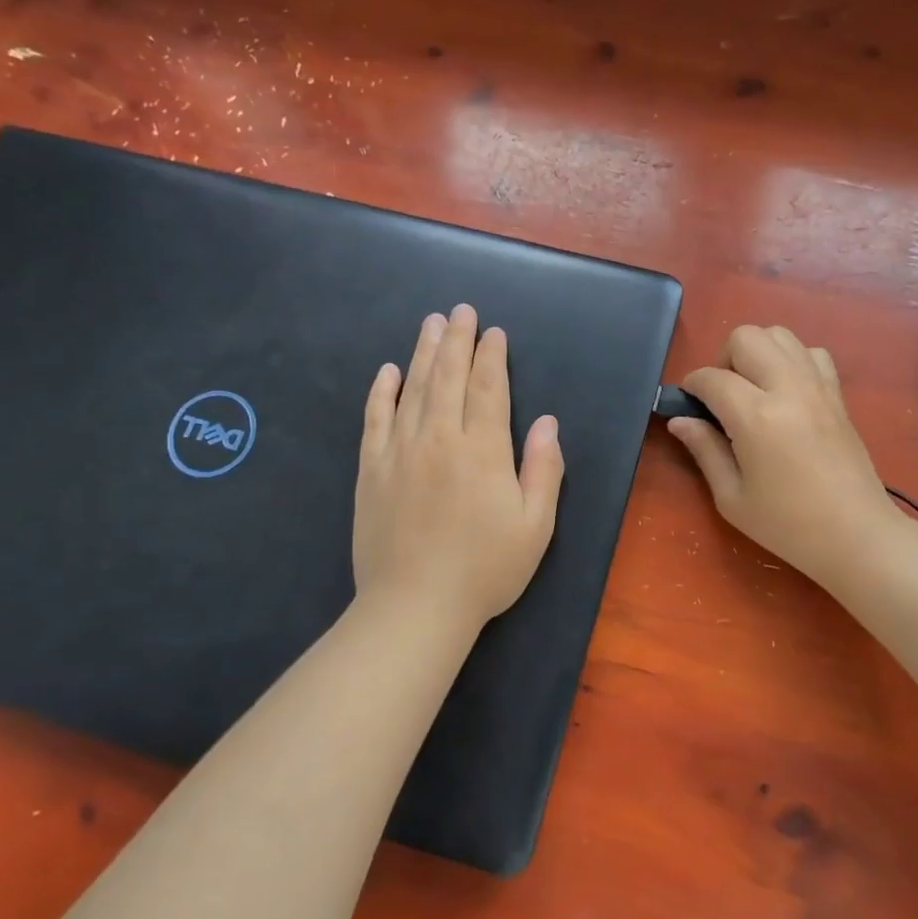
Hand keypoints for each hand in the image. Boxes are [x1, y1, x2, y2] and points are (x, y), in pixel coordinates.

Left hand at [353, 305, 564, 632]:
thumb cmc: (485, 570)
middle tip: (460, 311)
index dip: (491, 357)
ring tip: (430, 323)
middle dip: (456, 340)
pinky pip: (375, 419)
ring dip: (423, 353)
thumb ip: (543, 469)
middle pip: (448, 377)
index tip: (494, 332)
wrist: (414, 608)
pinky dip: (382, 392)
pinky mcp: (372, 471)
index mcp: (483, 451)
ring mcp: (400, 452)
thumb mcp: (535, 526)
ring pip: (413, 389)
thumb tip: (546, 422)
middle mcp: (439, 440)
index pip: (487, 389)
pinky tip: (387, 370)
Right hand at [668, 325, 904, 588]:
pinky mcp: (838, 394)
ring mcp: (817, 386)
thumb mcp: (732, 498)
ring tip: (754, 389)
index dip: (692, 387)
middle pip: (746, 337)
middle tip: (723, 397)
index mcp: (755, 417)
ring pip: (780, 334)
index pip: (711, 378)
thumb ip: (704, 450)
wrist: (856, 535)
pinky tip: (787, 392)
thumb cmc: (787, 524)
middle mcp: (787, 388)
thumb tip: (680, 420)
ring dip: (758, 353)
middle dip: (724, 359)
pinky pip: (813, 352)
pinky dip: (793, 360)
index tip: (689, 405)